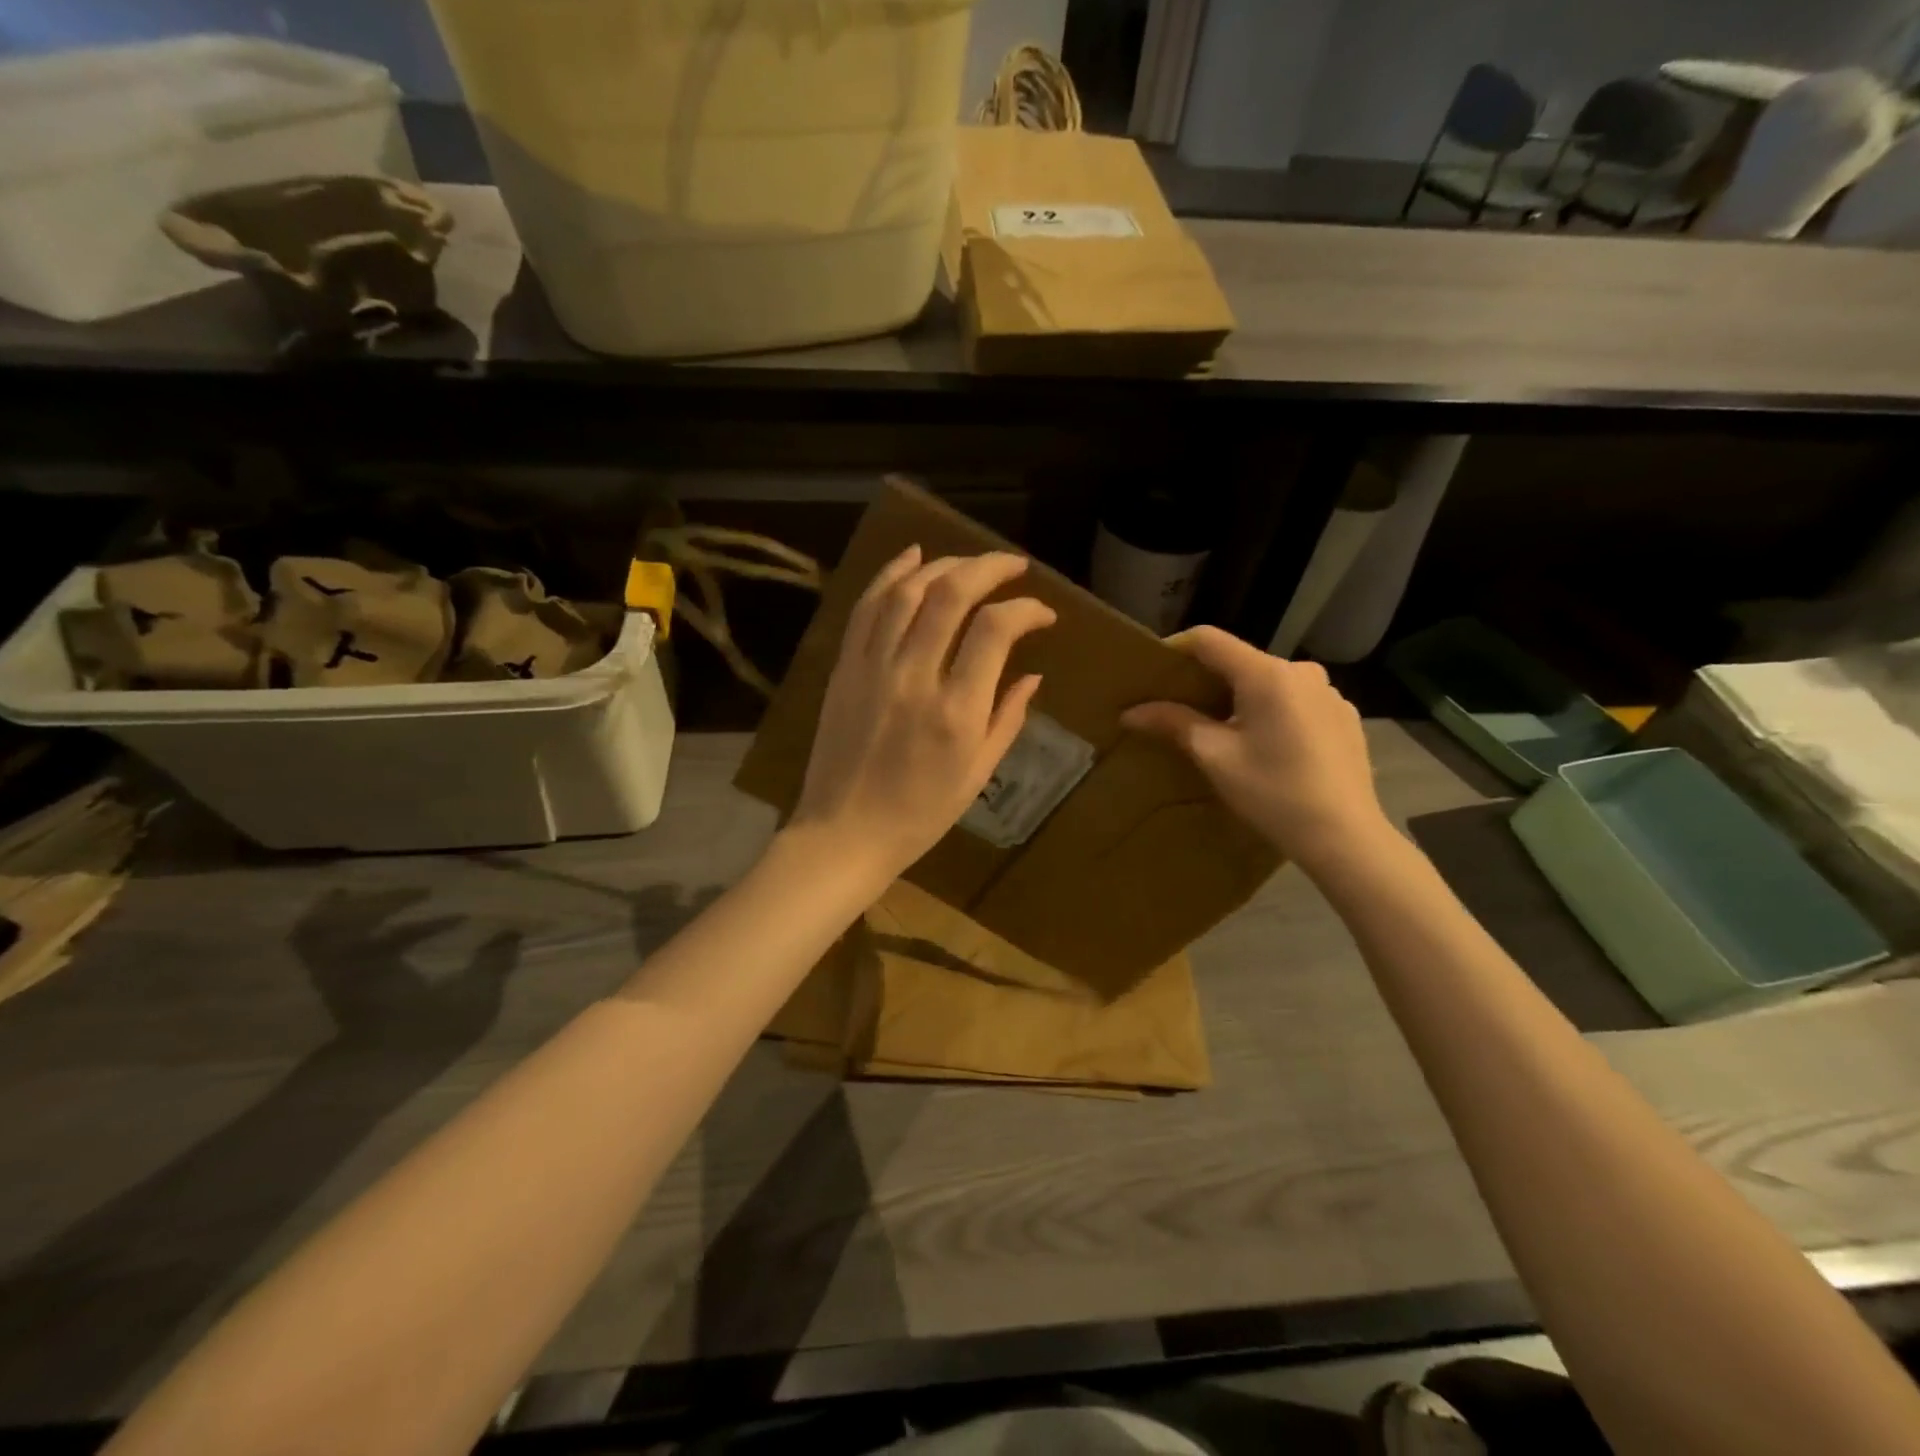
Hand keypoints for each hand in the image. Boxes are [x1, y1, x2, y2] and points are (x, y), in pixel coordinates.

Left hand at [790, 546, 1055, 878]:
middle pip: (951, 594)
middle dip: (989, 567)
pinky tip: (913, 557)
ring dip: (943, 564)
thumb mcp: (978, 774)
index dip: (1026, 609)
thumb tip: (1033, 675)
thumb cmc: (920, 814)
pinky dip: (890, 574)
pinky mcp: (844, 668)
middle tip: (1013, 565)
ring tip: (969, 561)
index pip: (996, 630)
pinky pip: (867, 607)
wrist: (844, 833)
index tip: (1043, 614)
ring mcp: (872, 668)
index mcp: (957, 711)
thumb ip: (1008, 719)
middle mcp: (915, 677)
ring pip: (907, 591)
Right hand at [1121, 627, 1392, 874]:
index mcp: (1266, 674)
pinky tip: (1266, 747)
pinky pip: (1296, 701)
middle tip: (1178, 707)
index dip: (1175, 648)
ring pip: (1269, 682)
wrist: (1345, 837)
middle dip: (1206, 679)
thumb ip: (1174, 723)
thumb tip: (1130, 712)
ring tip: (1221, 731)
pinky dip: (1272, 712)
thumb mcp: (1215, 757)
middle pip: (1240, 661)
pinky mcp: (1344, 716)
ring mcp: (1328, 693)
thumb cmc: (1273, 793)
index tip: (1152, 671)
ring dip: (1240, 697)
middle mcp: (1301, 671)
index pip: (1209, 639)